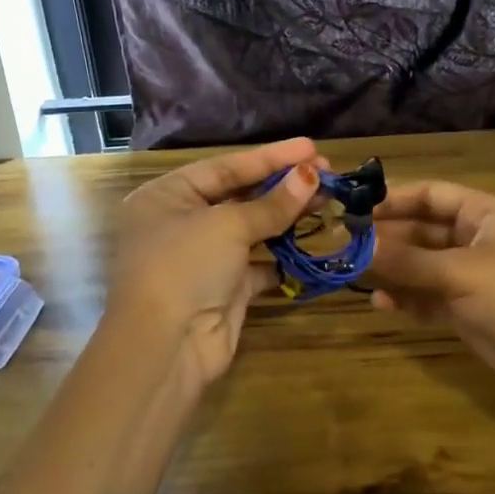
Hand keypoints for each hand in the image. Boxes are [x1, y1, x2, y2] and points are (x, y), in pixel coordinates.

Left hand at [109, 138, 323, 389]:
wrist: (167, 346)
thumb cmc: (185, 266)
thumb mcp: (228, 226)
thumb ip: (272, 203)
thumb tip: (311, 176)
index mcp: (167, 196)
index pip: (225, 167)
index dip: (270, 157)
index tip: (311, 148)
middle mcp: (182, 223)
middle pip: (239, 196)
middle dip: (283, 186)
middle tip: (327, 174)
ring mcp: (203, 259)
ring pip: (252, 230)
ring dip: (287, 218)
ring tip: (327, 201)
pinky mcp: (224, 290)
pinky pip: (259, 265)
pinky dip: (283, 256)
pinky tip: (312, 242)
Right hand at [368, 181, 494, 403]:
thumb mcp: (460, 272)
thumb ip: (406, 261)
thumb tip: (356, 247)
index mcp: (487, 214)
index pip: (433, 195)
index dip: (395, 199)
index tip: (355, 208)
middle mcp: (477, 239)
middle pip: (423, 230)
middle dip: (387, 238)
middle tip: (344, 243)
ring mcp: (472, 276)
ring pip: (422, 265)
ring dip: (392, 270)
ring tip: (353, 274)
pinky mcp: (467, 310)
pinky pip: (428, 297)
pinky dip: (406, 299)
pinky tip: (381, 304)